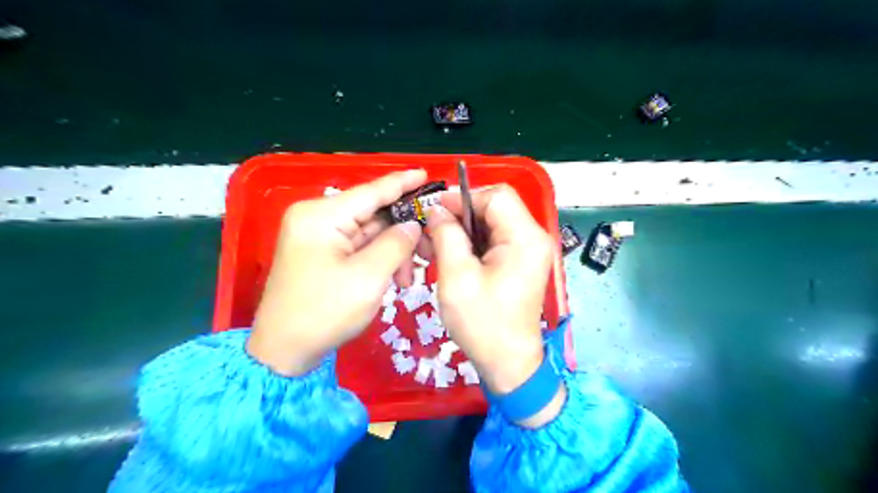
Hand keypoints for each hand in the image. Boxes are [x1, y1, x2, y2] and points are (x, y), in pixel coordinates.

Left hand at [249, 172, 426, 374]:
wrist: (284, 352)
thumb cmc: (324, 312)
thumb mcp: (369, 277)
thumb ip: (396, 244)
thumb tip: (413, 225)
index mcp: (322, 216)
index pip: (371, 191)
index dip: (402, 183)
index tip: (427, 174)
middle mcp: (317, 218)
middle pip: (373, 214)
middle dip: (404, 233)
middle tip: (431, 250)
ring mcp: (318, 236)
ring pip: (370, 233)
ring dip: (393, 252)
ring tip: (408, 279)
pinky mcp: (322, 253)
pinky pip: (359, 247)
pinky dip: (380, 260)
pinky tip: (394, 278)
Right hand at [429, 185, 565, 427]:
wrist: (508, 363)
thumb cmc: (482, 322)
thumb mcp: (457, 276)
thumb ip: (446, 235)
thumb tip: (437, 210)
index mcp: (524, 238)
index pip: (496, 196)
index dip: (463, 197)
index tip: (435, 211)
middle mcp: (534, 238)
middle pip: (496, 206)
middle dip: (462, 213)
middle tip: (433, 229)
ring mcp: (530, 251)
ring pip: (493, 222)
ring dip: (465, 228)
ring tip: (438, 243)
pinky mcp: (522, 263)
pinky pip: (496, 239)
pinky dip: (473, 242)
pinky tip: (453, 255)